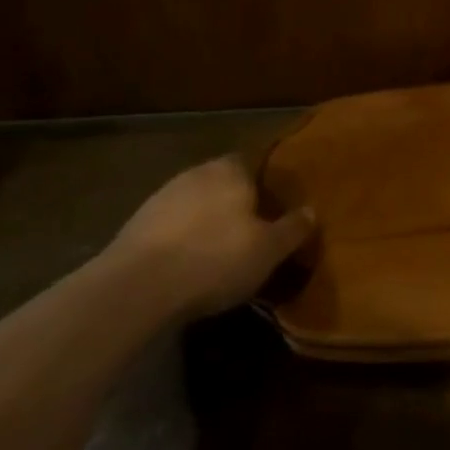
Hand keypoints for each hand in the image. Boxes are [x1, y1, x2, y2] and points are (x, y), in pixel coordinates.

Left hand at [111, 157, 314, 319]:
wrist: (138, 285)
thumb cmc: (215, 259)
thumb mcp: (268, 250)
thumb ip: (292, 229)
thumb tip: (311, 211)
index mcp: (231, 170)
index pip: (253, 165)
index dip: (264, 187)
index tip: (272, 211)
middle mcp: (197, 172)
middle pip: (223, 183)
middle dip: (234, 204)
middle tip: (248, 235)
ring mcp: (163, 195)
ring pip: (195, 204)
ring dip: (205, 222)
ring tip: (216, 254)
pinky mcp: (137, 222)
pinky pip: (171, 225)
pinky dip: (180, 239)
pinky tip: (186, 265)